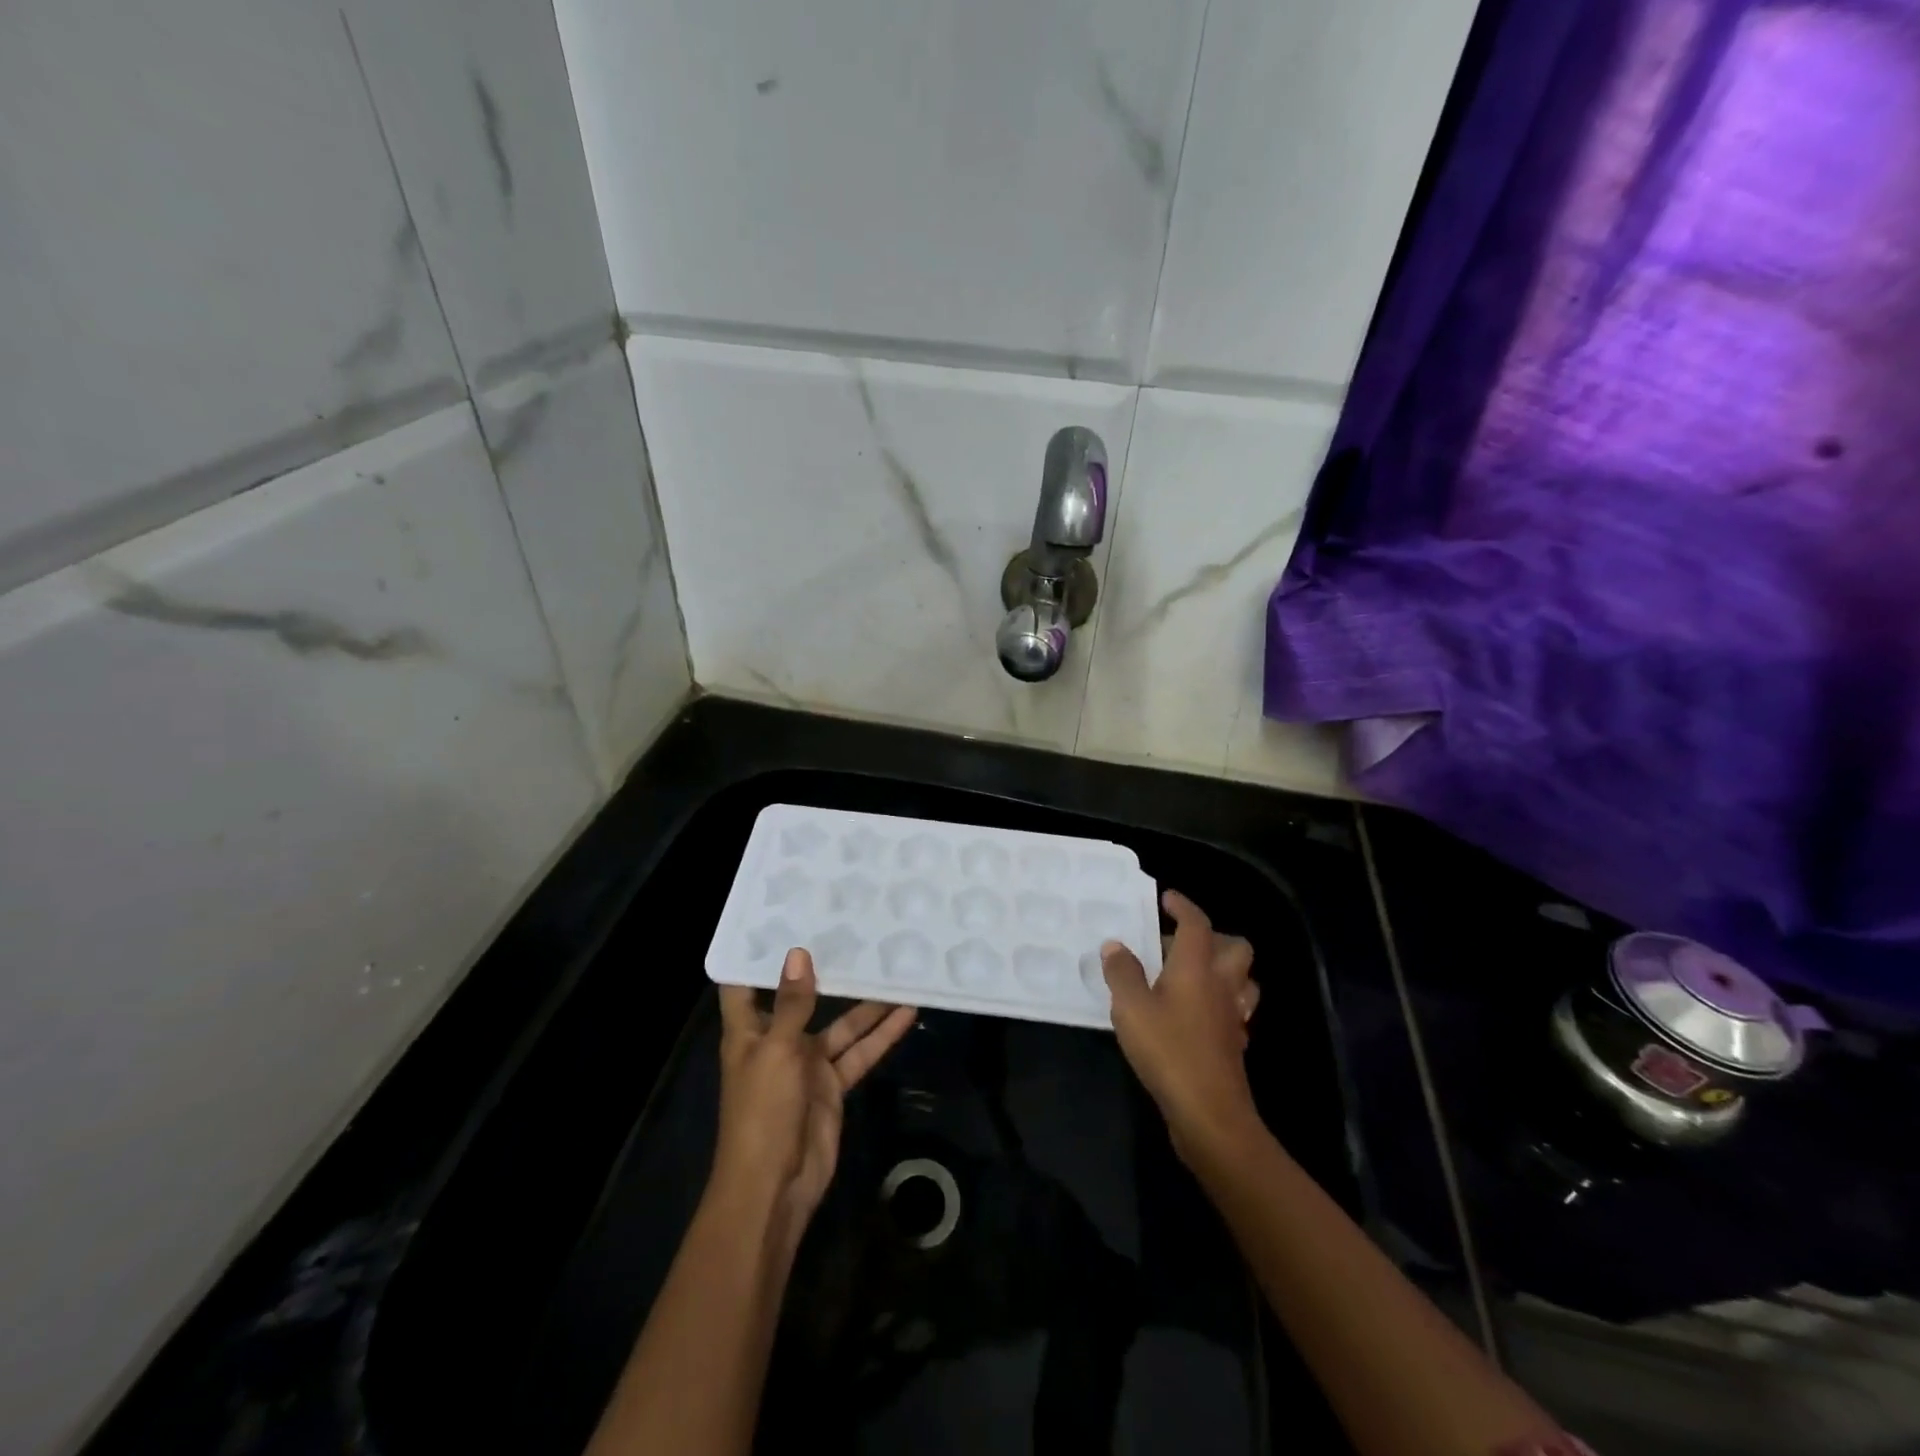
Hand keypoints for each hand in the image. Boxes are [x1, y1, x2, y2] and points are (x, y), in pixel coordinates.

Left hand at [714, 949, 915, 1249]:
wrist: (775, 1186)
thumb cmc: (762, 1111)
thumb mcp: (776, 1051)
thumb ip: (793, 1004)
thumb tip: (798, 953)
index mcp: (748, 1032)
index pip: (744, 985)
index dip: (754, 955)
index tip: (776, 919)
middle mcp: (776, 1041)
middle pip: (801, 999)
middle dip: (823, 971)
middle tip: (850, 931)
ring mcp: (807, 1064)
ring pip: (841, 1025)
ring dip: (865, 1004)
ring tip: (893, 968)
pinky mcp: (832, 1086)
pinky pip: (859, 1053)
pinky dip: (881, 1036)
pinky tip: (906, 1013)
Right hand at [1102, 889, 1261, 1164]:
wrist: (1209, 1114)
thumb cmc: (1168, 1050)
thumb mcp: (1130, 1007)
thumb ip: (1122, 972)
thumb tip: (1115, 945)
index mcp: (1197, 967)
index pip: (1197, 924)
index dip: (1183, 906)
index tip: (1167, 898)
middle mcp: (1222, 985)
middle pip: (1236, 948)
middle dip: (1214, 937)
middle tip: (1180, 944)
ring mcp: (1233, 1017)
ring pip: (1242, 980)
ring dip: (1223, 971)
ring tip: (1189, 976)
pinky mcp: (1233, 1045)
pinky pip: (1235, 1012)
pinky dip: (1219, 1005)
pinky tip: (1194, 1015)